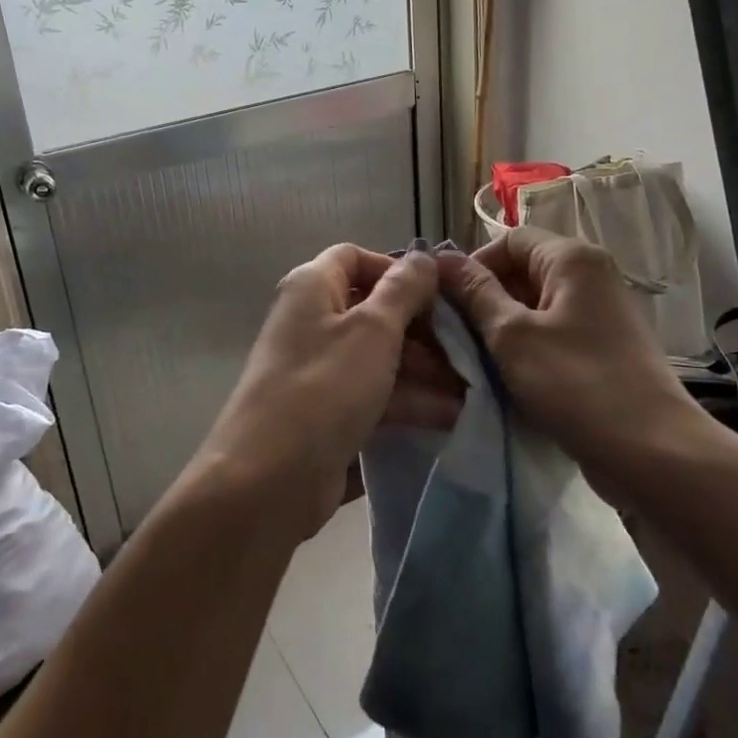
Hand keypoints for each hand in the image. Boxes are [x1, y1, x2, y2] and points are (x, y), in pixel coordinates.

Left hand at [192, 242, 439, 538]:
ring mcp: (318, 369)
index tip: (437, 295)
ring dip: (422, 370)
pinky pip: (372, 394)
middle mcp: (311, 321)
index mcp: (312, 287)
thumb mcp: (373, 331)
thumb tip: (423, 257)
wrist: (266, 480)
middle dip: (421, 328)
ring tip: (471, 389)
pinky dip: (407, 401)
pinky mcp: (325, 413)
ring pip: (378, 356)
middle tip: (465, 349)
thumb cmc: (324, 388)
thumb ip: (403, 290)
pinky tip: (450, 418)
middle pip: (373, 309)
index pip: (355, 258)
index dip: (397, 270)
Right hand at [438, 228, 705, 477]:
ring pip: (536, 307)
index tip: (448, 303)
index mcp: (572, 258)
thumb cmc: (576, 383)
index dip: (474, 265)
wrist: (652, 453)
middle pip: (523, 271)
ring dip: (503, 329)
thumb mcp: (512, 336)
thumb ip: (475, 293)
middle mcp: (591, 275)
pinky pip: (554, 334)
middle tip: (455, 337)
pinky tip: (509, 379)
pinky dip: (528, 349)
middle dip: (485, 300)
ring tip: (477, 361)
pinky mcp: (604, 348)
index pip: (509, 240)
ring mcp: (601, 313)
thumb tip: (443, 259)